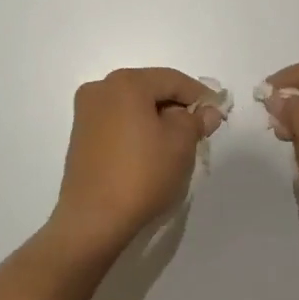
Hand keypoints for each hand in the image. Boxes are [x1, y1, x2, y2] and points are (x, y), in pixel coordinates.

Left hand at [50, 68, 222, 254]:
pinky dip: (137, 129)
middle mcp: (101, 88)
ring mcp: (86, 112)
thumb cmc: (142, 173)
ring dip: (157, 118)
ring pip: (133, 105)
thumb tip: (207, 111)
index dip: (199, 95)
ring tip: (177, 142)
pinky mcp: (81, 135)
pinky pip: (118, 121)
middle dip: (177, 106)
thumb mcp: (181, 143)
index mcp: (126, 83)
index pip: (173, 80)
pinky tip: (151, 150)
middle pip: (151, 89)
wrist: (93, 219)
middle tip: (199, 128)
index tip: (217, 112)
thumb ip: (196, 120)